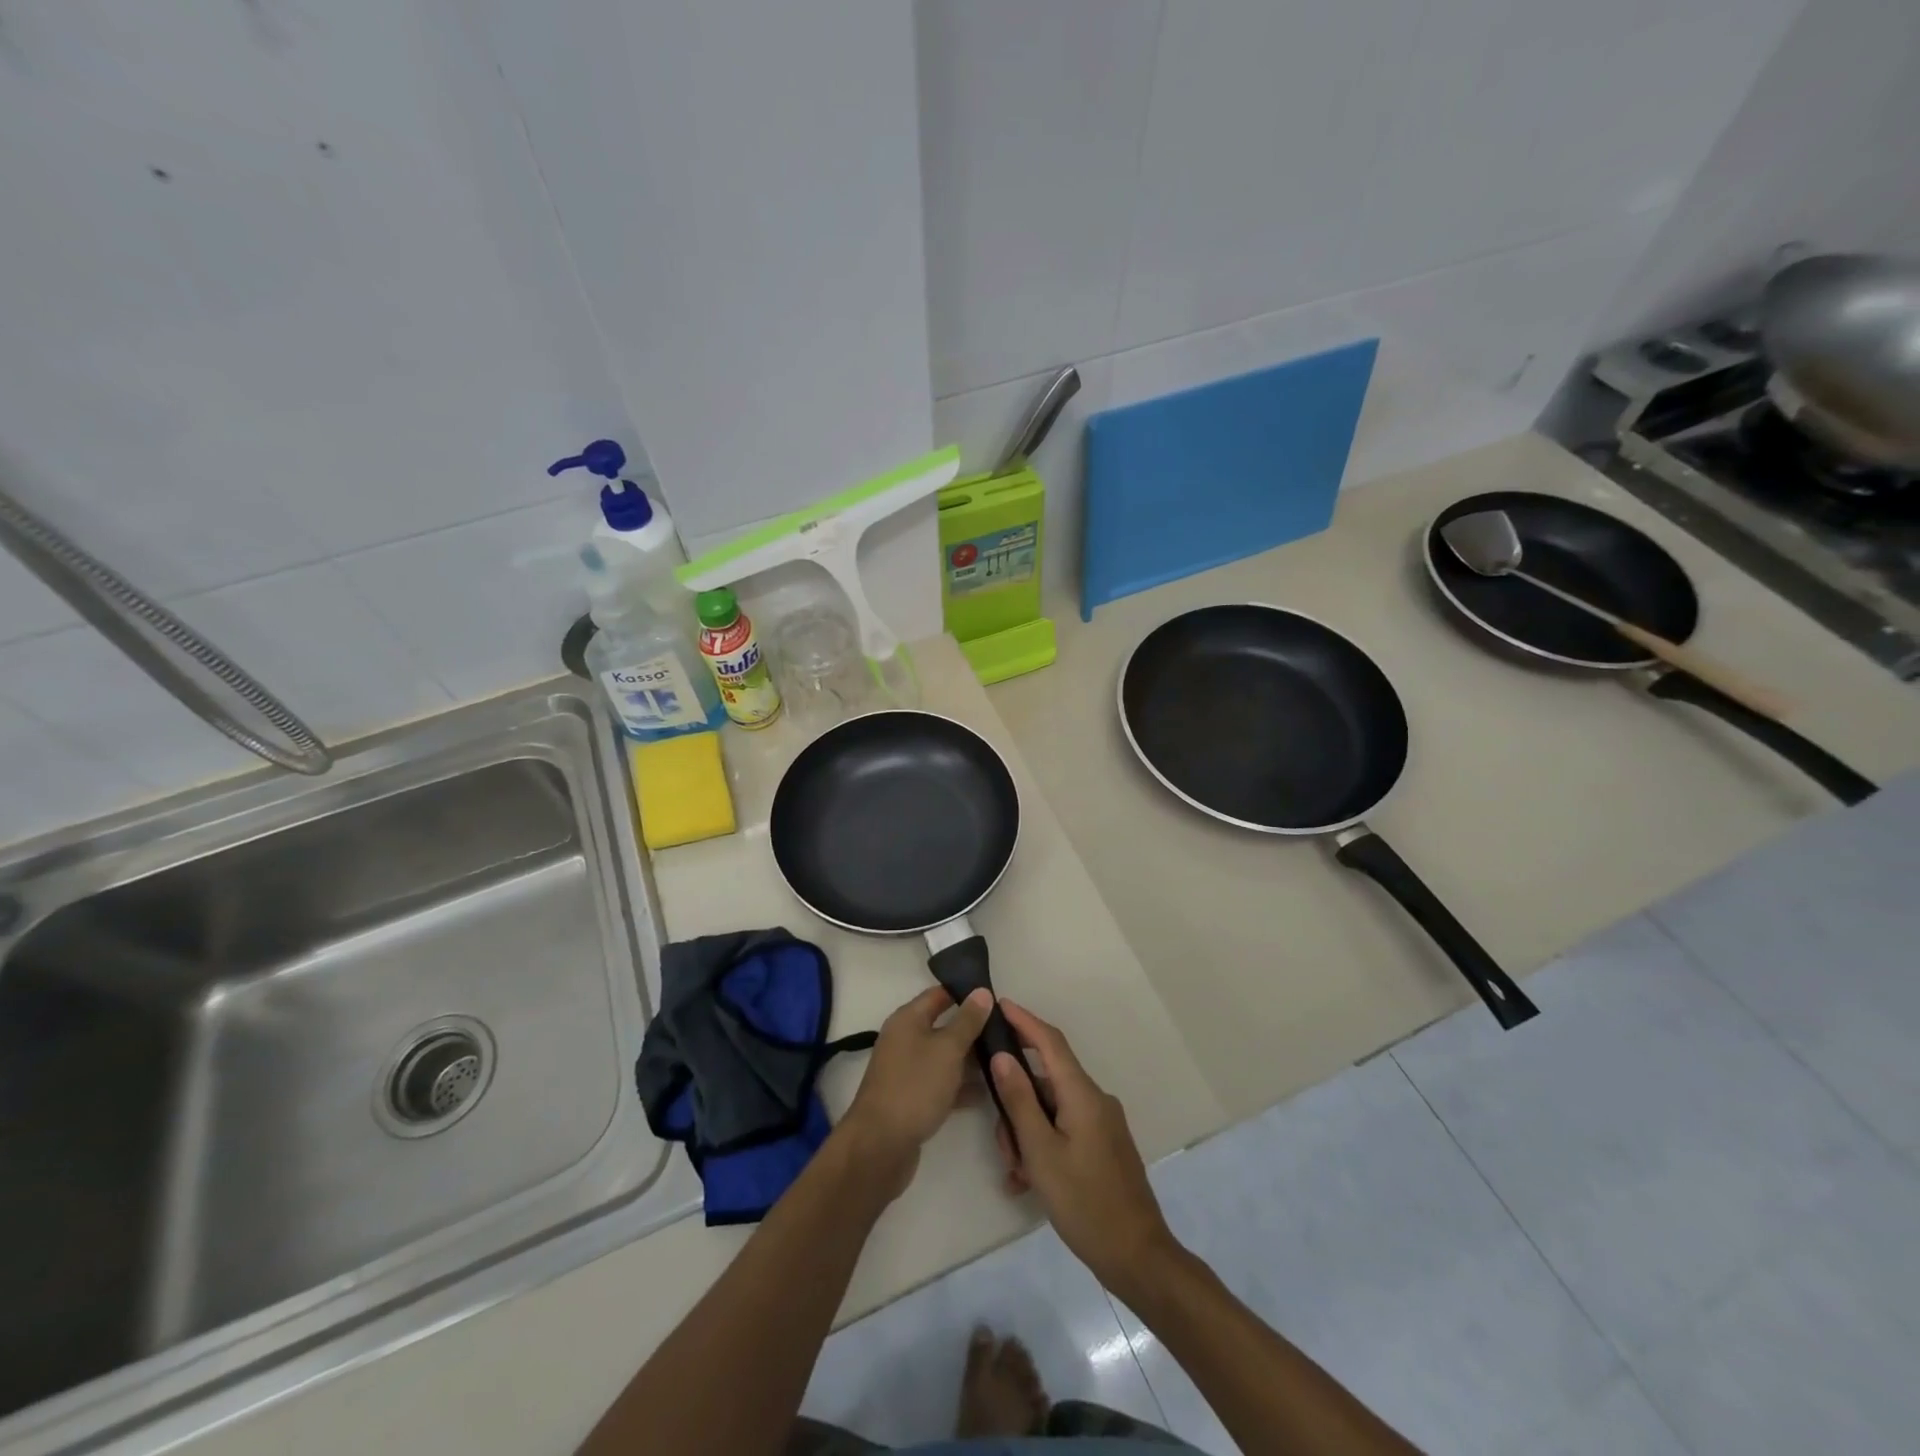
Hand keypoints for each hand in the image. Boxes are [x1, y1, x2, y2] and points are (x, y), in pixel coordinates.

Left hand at [839, 985, 993, 1200]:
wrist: (880, 1146)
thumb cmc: (915, 1086)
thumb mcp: (948, 1049)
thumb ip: (968, 1021)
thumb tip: (982, 992)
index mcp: (907, 1019)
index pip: (939, 994)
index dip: (966, 992)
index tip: (996, 996)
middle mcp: (905, 1040)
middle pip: (943, 1026)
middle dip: (974, 1029)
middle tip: (1008, 1031)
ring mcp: (908, 1071)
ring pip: (945, 1057)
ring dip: (971, 1060)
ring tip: (1005, 1061)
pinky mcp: (913, 1098)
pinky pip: (942, 1083)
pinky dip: (962, 1086)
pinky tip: (989, 1092)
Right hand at [990, 999, 1178, 1294]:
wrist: (1137, 1256)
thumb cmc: (1085, 1202)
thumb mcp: (1041, 1153)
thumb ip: (1020, 1101)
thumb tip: (1002, 1056)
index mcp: (1083, 1094)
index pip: (1050, 1042)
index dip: (1025, 1021)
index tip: (1000, 1004)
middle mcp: (1095, 1100)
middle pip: (1046, 1081)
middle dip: (1017, 1102)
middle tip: (1001, 1141)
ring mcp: (1102, 1123)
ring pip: (1052, 1109)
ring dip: (1027, 1132)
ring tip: (1015, 1172)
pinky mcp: (1104, 1145)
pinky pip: (1065, 1129)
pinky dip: (1043, 1145)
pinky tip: (1027, 1181)